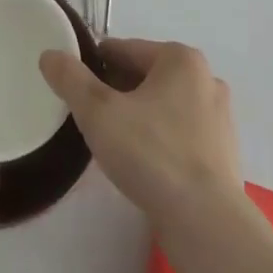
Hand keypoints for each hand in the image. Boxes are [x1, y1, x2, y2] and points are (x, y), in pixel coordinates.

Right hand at [39, 38, 243, 235]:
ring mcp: (219, 117)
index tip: (74, 87)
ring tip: (113, 142)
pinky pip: (180, 133)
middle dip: (116, 92)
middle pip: (145, 76)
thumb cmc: (151, 154)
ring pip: (163, 105)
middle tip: (90, 118)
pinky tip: (142, 164)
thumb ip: (71, 79)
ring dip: (138, 116)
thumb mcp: (99, 112)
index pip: (124, 50)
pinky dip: (159, 139)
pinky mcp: (222, 153)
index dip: (94, 65)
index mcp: (180, 59)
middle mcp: (205, 79)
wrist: (206, 223)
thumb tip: (50, 55)